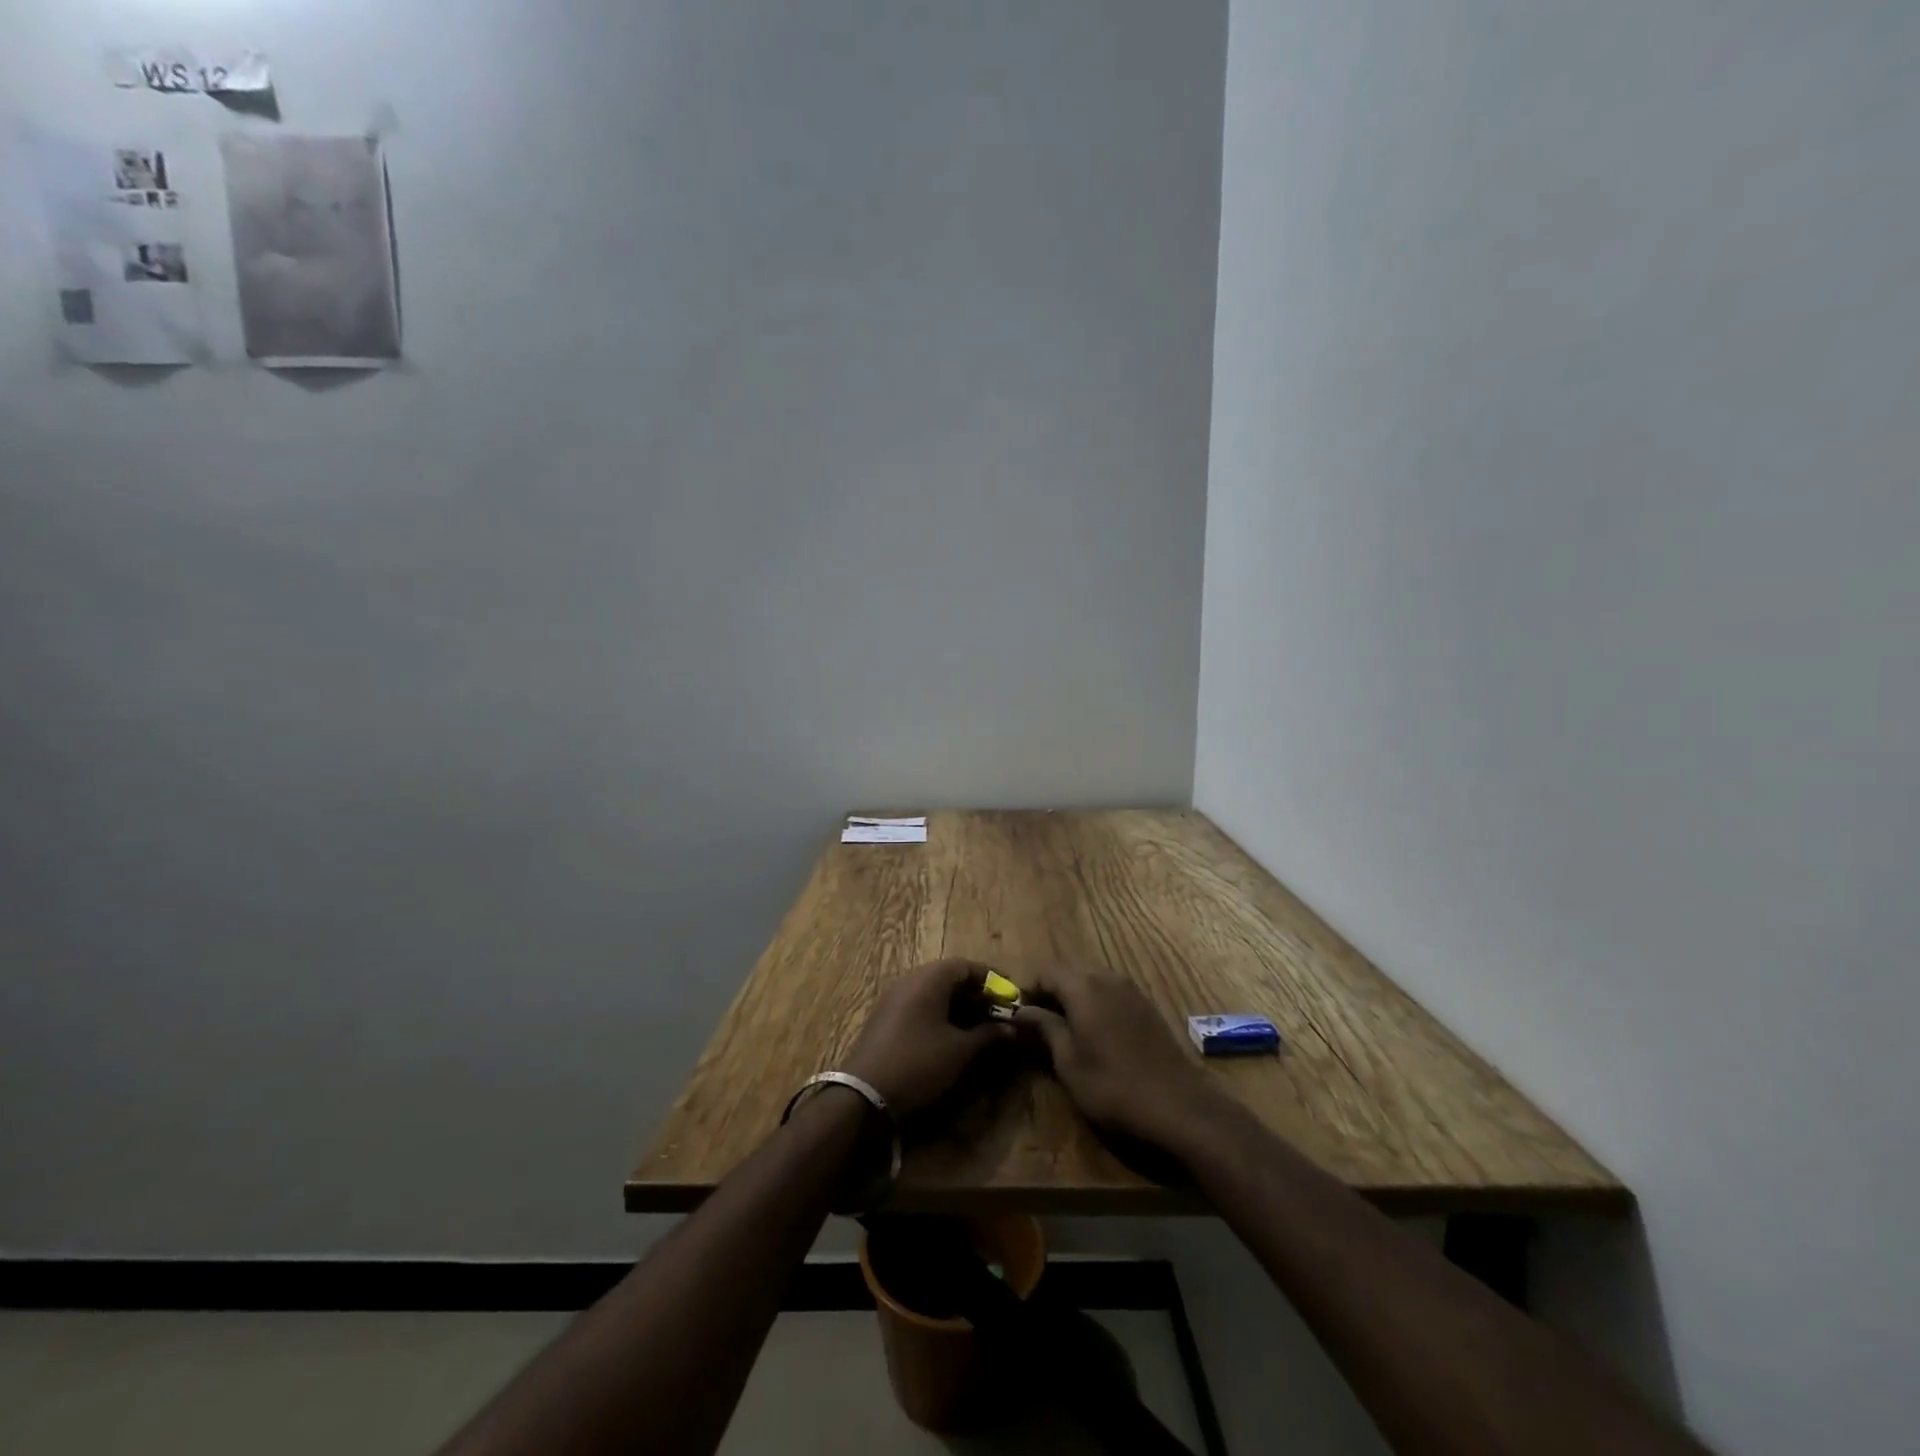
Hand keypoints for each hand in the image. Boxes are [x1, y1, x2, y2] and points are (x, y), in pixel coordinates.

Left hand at [841, 960, 1013, 1119]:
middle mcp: (910, 980)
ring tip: (980, 1028)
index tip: (1012, 996)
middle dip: (977, 994)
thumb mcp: (960, 1051)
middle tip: (999, 1014)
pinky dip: (940, 1014)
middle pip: (950, 977)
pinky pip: (919, 1005)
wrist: (863, 1095)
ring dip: (959, 1006)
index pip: (967, 966)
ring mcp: (894, 998)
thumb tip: (1013, 1028)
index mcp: (929, 979)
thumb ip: (989, 1035)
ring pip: (934, 992)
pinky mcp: (885, 1018)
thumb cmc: (918, 1063)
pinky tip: (952, 1037)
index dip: (992, 979)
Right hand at [1015, 964, 1222, 1150]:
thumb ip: (1044, 1028)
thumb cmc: (1113, 1087)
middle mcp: (1107, 977)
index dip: (1029, 989)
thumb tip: (1021, 1010)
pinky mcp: (1146, 1004)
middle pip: (1069, 970)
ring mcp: (1130, 989)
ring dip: (1073, 993)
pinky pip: (1111, 989)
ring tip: (1064, 1026)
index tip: (1019, 1013)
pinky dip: (1095, 1000)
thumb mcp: (1068, 1062)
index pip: (1046, 971)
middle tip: (1038, 1020)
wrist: (1178, 1106)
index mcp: (1083, 986)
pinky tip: (1094, 1030)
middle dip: (1050, 989)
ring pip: (1091, 977)